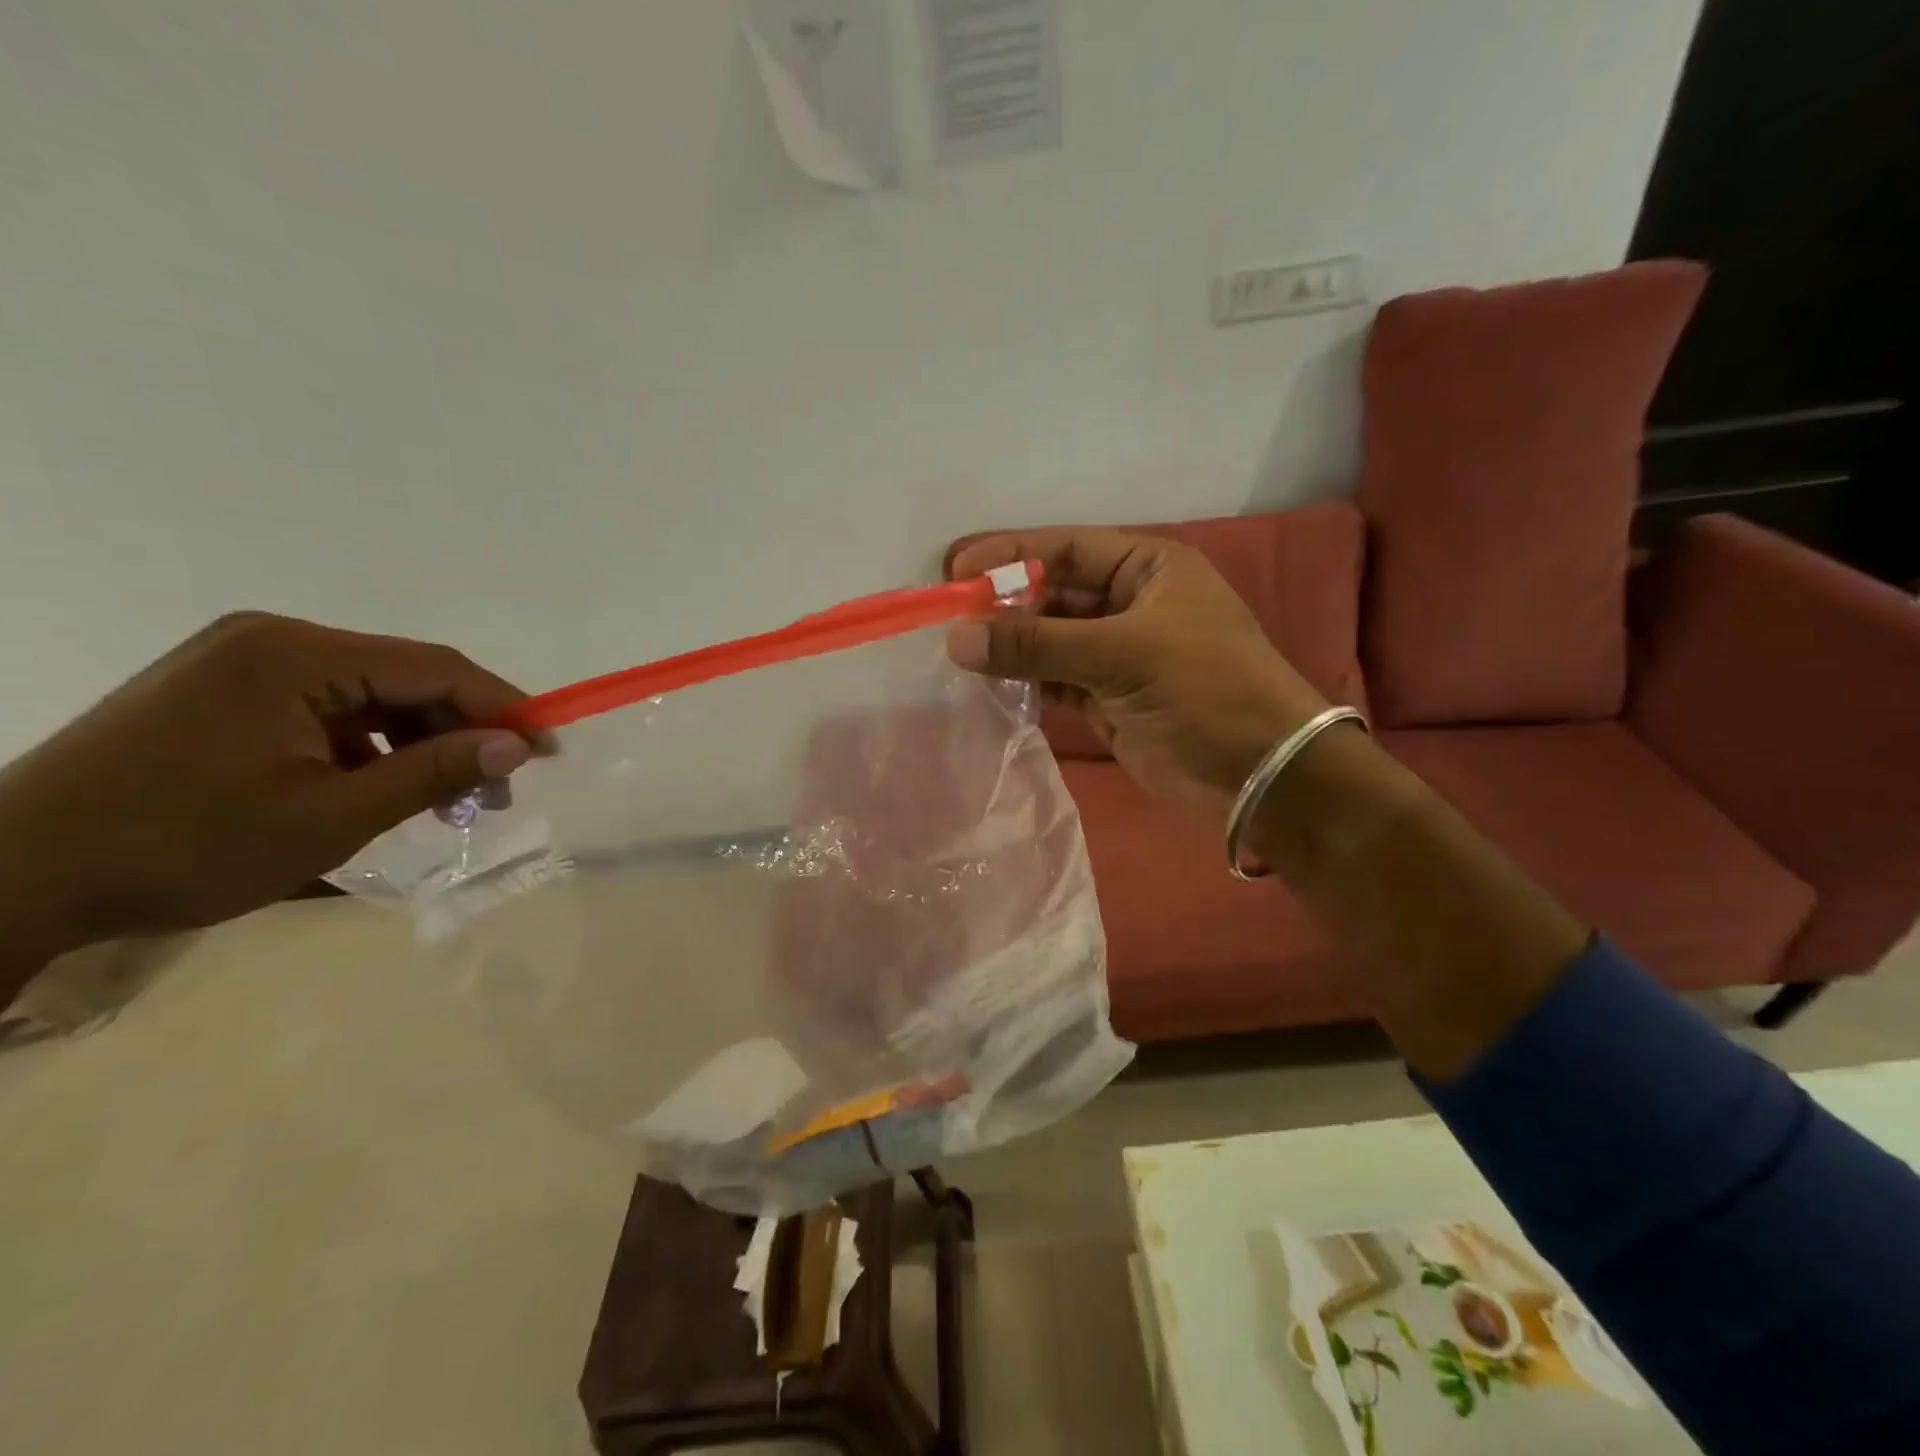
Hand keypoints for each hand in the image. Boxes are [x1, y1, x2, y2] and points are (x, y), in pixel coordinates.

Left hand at [0, 612, 542, 978]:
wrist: (13, 876)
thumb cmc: (182, 846)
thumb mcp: (331, 816)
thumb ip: (435, 773)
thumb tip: (520, 747)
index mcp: (295, 655)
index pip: (434, 667)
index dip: (503, 707)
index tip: (550, 750)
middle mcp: (274, 640)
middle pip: (406, 678)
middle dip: (462, 732)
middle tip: (498, 792)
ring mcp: (246, 663)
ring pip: (373, 696)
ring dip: (421, 744)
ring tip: (451, 800)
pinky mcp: (229, 692)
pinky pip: (332, 709)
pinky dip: (373, 748)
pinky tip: (388, 788)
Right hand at [947, 529, 1328, 814]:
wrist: (1259, 773)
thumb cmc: (1204, 690)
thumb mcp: (1122, 654)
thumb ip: (1037, 645)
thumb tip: (957, 638)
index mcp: (1149, 568)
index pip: (1067, 549)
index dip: (1011, 556)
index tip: (957, 572)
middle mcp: (1132, 603)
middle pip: (1054, 593)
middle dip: (1005, 604)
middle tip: (949, 618)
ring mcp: (1120, 653)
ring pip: (1052, 639)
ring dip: (1011, 645)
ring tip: (958, 651)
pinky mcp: (1109, 698)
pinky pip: (1056, 679)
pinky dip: (1026, 680)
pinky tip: (989, 682)